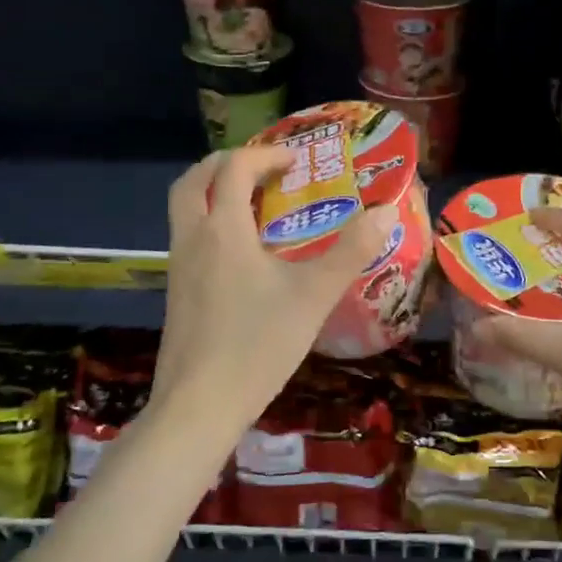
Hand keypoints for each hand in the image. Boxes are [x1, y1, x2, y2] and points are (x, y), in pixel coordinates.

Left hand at [154, 146, 396, 431]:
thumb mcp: (314, 295)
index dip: (266, 155)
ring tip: (254, 204)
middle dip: (227, 163)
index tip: (297, 161)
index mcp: (224, 229)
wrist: (198, 406)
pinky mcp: (176, 291)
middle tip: (264, 169)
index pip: (235, 168)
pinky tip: (241, 252)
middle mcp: (193, 238)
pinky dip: (210, 222)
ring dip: (213, 191)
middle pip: (194, 179)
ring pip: (185, 208)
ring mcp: (178, 266)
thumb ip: (351, 251)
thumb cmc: (258, 344)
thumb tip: (385, 210)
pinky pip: (187, 236)